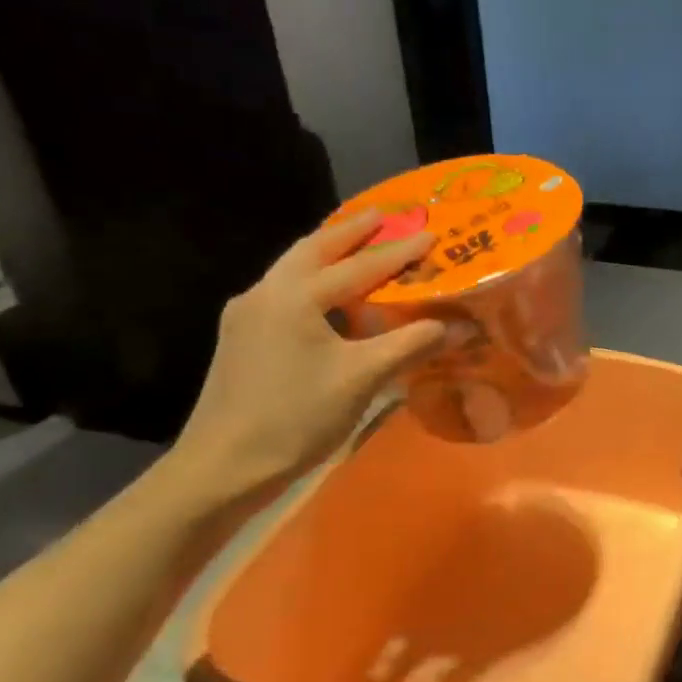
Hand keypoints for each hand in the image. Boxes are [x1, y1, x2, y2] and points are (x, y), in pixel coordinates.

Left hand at [171, 210, 446, 497]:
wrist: (222, 466)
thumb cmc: (295, 417)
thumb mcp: (362, 379)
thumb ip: (411, 345)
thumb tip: (459, 326)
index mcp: (294, 297)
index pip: (358, 266)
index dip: (398, 252)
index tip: (430, 234)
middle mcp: (265, 293)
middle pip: (313, 249)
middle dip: (350, 231)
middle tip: (382, 215)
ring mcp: (246, 314)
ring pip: (293, 269)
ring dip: (327, 252)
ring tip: (356, 245)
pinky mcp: (240, 337)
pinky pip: (284, 292)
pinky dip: (312, 280)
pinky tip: (327, 297)